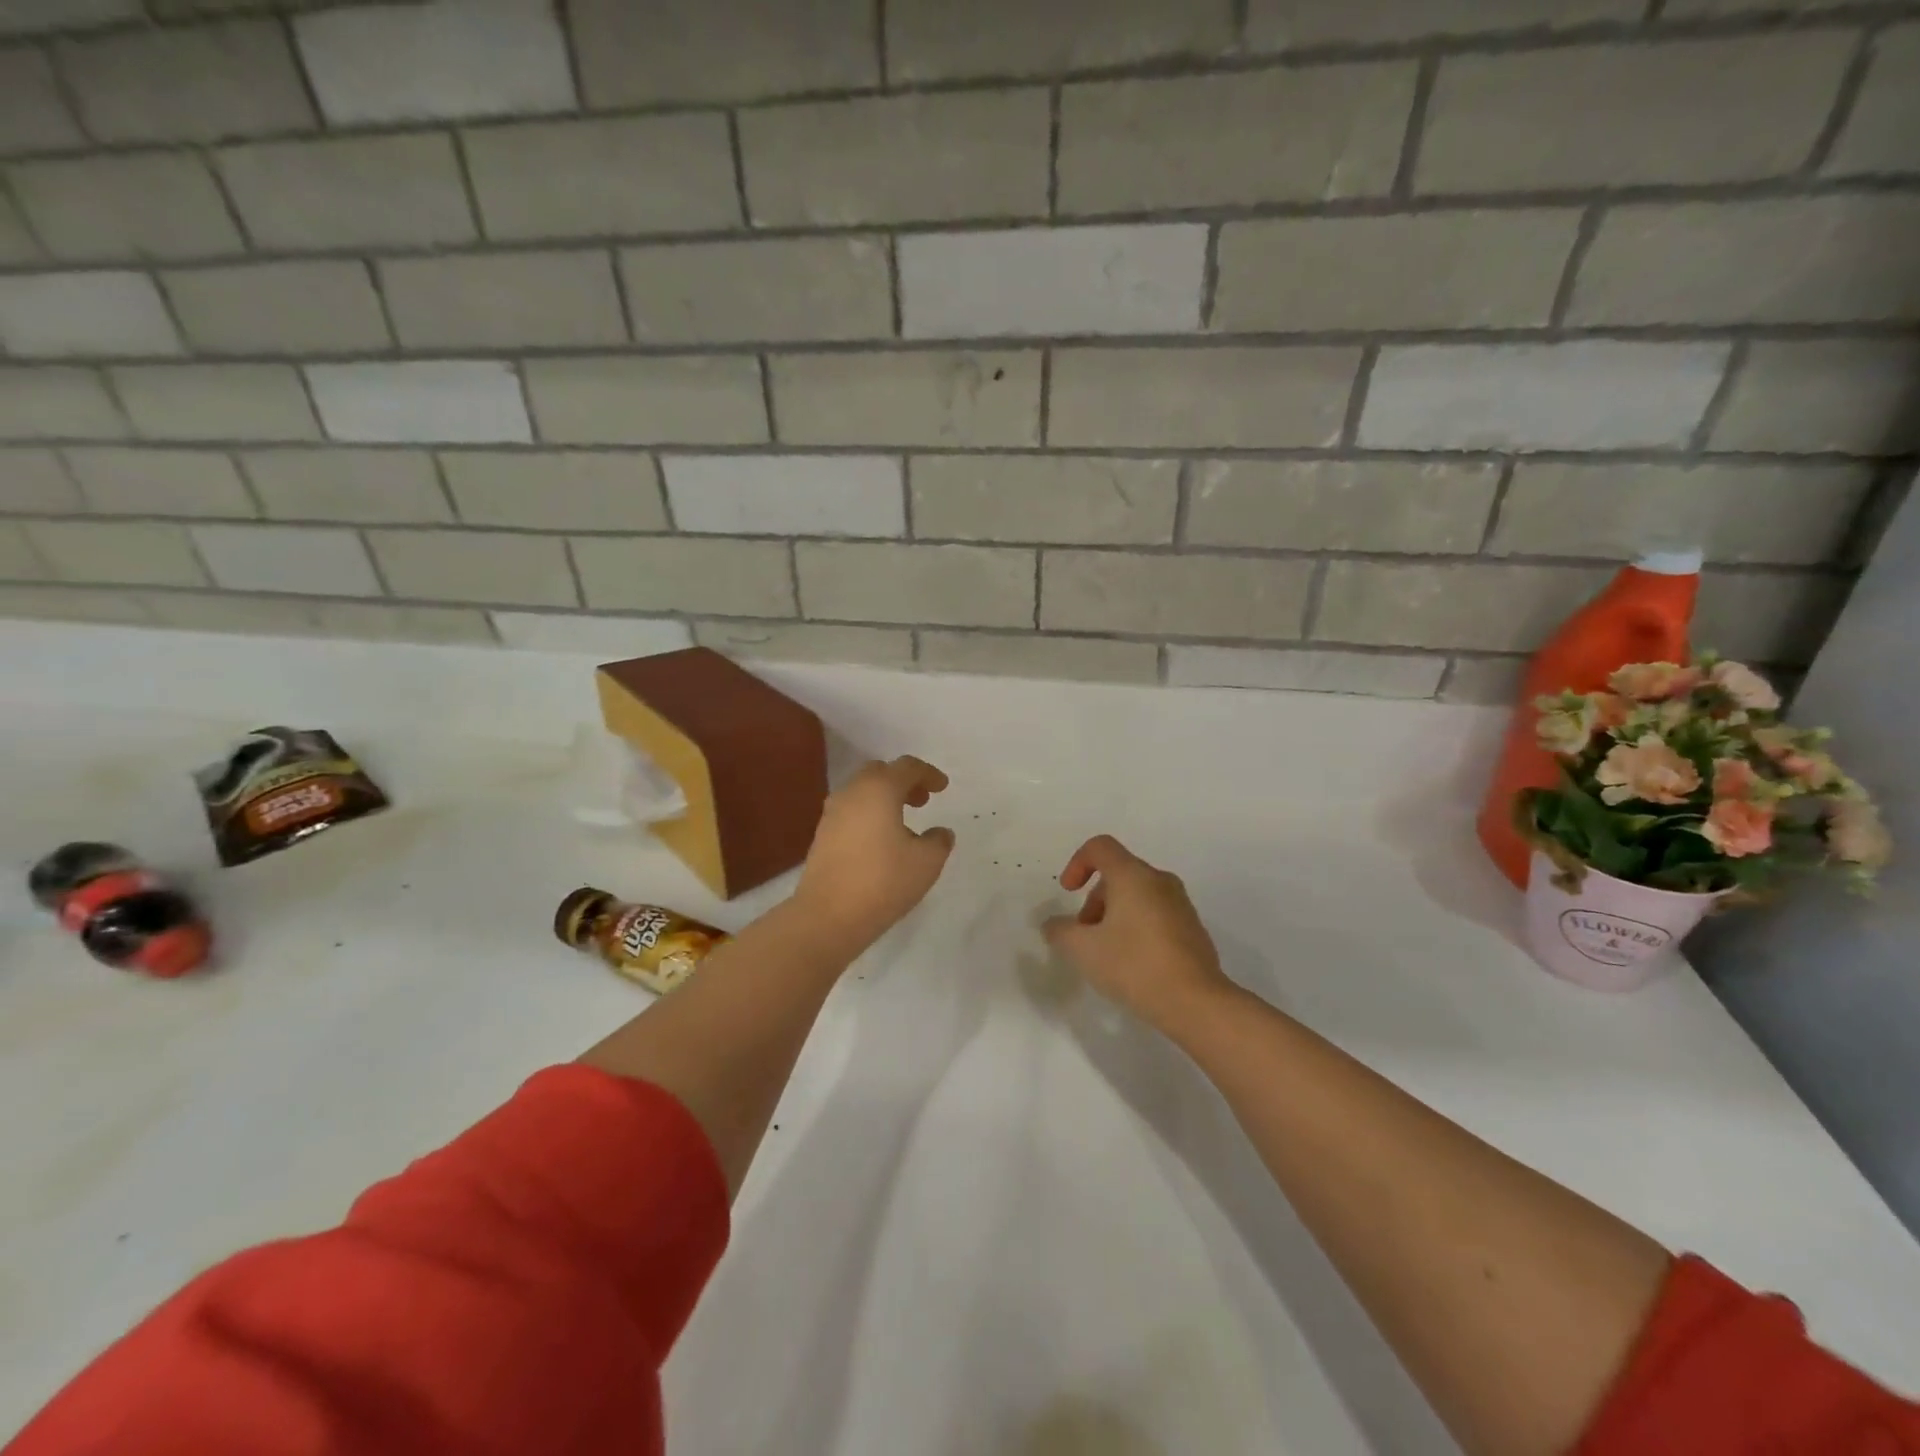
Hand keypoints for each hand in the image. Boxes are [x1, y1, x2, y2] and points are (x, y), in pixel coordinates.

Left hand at [795, 756, 954, 950]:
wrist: (828, 915)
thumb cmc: (883, 881)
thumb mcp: (927, 862)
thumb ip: (939, 841)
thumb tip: (940, 832)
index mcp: (879, 789)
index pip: (907, 767)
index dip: (929, 774)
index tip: (943, 787)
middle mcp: (852, 792)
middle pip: (880, 773)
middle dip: (903, 781)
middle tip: (922, 800)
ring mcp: (832, 813)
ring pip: (862, 792)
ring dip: (884, 798)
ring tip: (903, 822)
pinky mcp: (822, 835)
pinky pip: (851, 811)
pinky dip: (869, 814)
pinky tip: (881, 840)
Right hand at [1044, 835, 1231, 1031]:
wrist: (1196, 1003)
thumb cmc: (1134, 966)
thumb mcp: (1082, 950)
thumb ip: (1060, 931)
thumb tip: (1054, 925)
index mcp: (1133, 876)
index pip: (1100, 847)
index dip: (1077, 863)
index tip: (1067, 893)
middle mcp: (1160, 881)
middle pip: (1118, 874)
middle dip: (1094, 900)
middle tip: (1084, 935)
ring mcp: (1181, 904)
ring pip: (1138, 895)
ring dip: (1114, 915)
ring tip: (1106, 953)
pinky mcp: (1193, 929)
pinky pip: (1156, 915)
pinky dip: (1137, 927)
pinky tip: (1133, 963)